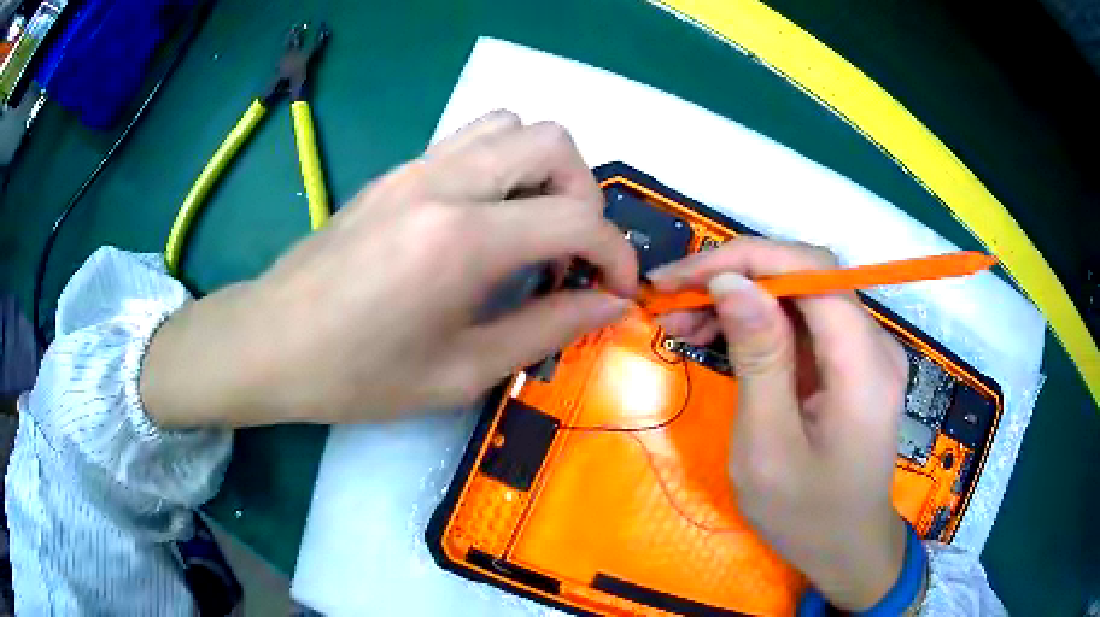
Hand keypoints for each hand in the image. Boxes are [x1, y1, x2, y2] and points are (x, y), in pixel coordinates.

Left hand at [142, 111, 637, 426]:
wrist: (269, 342)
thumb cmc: (356, 375)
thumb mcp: (460, 372)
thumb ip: (545, 329)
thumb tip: (607, 305)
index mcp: (461, 240)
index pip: (576, 217)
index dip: (615, 254)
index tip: (615, 290)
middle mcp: (443, 183)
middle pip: (551, 139)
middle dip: (585, 194)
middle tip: (571, 252)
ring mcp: (415, 167)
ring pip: (510, 125)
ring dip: (542, 169)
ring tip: (533, 228)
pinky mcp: (396, 171)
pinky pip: (470, 141)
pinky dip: (503, 167)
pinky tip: (487, 222)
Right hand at [649, 238, 909, 610]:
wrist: (848, 549)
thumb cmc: (806, 515)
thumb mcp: (767, 447)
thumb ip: (758, 359)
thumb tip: (730, 282)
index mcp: (863, 366)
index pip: (811, 272)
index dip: (747, 258)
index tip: (683, 277)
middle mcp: (874, 344)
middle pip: (806, 276)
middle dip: (736, 276)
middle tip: (671, 299)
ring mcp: (866, 351)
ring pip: (801, 297)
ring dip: (742, 299)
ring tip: (683, 321)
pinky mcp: (851, 363)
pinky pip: (804, 325)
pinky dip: (759, 325)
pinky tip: (719, 337)